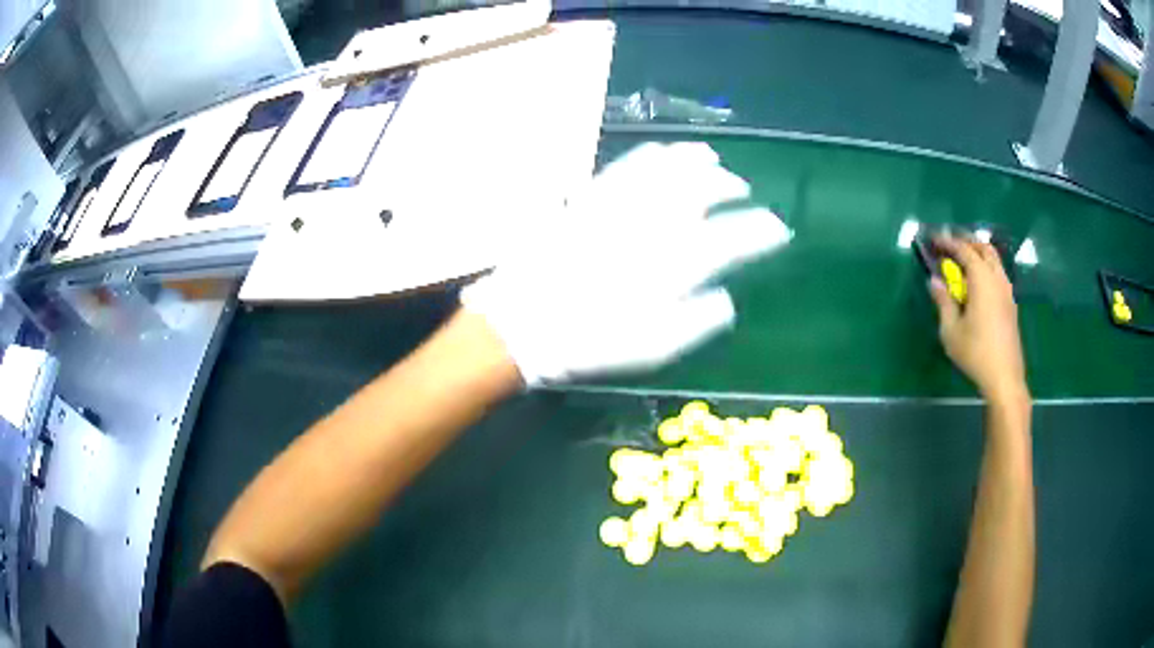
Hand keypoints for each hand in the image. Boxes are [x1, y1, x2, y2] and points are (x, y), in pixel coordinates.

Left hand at [462, 142, 790, 385]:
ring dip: (698, 161)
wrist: (524, 322)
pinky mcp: (593, 196)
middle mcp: (654, 224)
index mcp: (675, 264)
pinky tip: (665, 154)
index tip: (778, 230)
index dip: (762, 231)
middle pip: (705, 190)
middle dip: (732, 187)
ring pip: (670, 167)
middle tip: (744, 193)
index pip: (734, 238)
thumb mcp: (653, 348)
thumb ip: (697, 321)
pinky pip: (630, 164)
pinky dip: (656, 155)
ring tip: (713, 161)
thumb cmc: (590, 342)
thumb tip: (727, 299)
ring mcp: (622, 204)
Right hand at [929, 234, 1028, 406]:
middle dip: (966, 241)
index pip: (964, 251)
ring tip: (963, 258)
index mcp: (982, 280)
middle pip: (984, 248)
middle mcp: (997, 279)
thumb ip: (943, 302)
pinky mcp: (1010, 303)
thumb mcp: (951, 331)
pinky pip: (998, 273)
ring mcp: (1007, 291)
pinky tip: (978, 280)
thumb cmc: (975, 353)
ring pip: (994, 260)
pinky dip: (986, 266)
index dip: (948, 242)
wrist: (1004, 377)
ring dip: (978, 252)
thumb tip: (934, 281)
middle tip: (950, 242)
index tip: (934, 239)